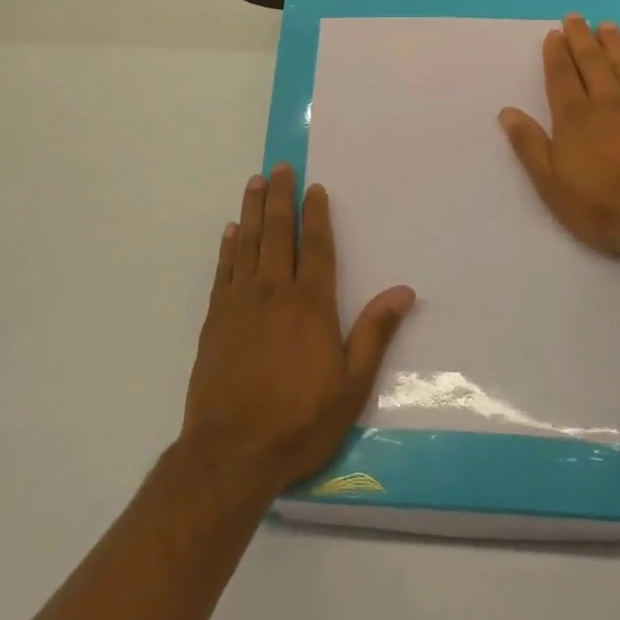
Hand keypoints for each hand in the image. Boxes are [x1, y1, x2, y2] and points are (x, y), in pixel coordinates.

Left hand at [180, 165, 415, 498]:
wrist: (232, 451)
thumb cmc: (299, 421)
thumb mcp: (351, 385)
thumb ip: (375, 333)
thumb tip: (404, 291)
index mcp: (310, 304)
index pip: (316, 246)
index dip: (316, 214)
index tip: (314, 187)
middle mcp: (274, 292)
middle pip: (277, 233)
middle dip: (279, 197)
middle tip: (278, 168)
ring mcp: (239, 302)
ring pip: (247, 243)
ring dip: (252, 210)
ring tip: (254, 182)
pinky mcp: (215, 318)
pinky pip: (223, 269)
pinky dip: (228, 246)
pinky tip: (231, 231)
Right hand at [499, 15, 619, 260]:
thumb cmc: (600, 206)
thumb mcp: (551, 184)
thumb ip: (529, 145)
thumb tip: (507, 112)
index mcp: (574, 117)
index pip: (561, 76)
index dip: (555, 53)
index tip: (553, 33)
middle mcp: (606, 103)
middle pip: (591, 62)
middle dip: (581, 38)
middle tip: (575, 17)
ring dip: (613, 44)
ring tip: (605, 25)